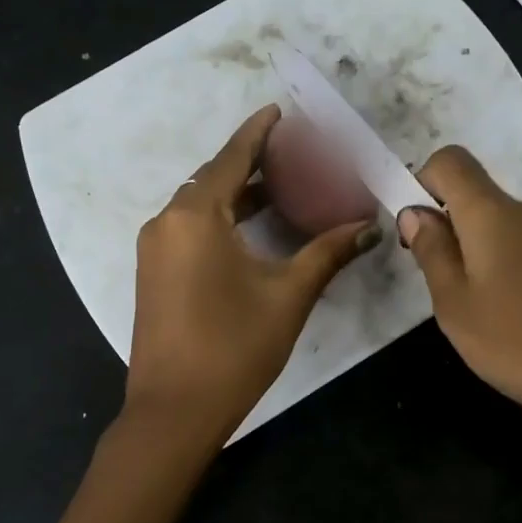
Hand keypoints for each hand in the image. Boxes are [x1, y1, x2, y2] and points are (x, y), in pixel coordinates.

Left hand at [126, 106, 381, 443]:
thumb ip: (327, 253)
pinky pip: (189, 229)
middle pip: (212, 178)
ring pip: (198, 205)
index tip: (279, 111)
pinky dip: (219, 219)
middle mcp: (166, 222)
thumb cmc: (234, 348)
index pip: (230, 158)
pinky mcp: (153, 273)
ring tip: (279, 187)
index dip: (258, 133)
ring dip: (235, 193)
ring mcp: (154, 249)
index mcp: (195, 217)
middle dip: (250, 162)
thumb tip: (368, 227)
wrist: (175, 411)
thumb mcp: (289, 295)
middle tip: (292, 153)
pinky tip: (251, 228)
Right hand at [398, 146, 521, 445]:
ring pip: (498, 228)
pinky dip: (503, 271)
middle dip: (444, 228)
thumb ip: (432, 252)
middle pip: (474, 196)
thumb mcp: (456, 305)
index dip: (421, 181)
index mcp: (493, 213)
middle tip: (438, 287)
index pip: (451, 161)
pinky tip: (512, 320)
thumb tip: (414, 211)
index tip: (412, 229)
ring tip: (475, 313)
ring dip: (473, 256)